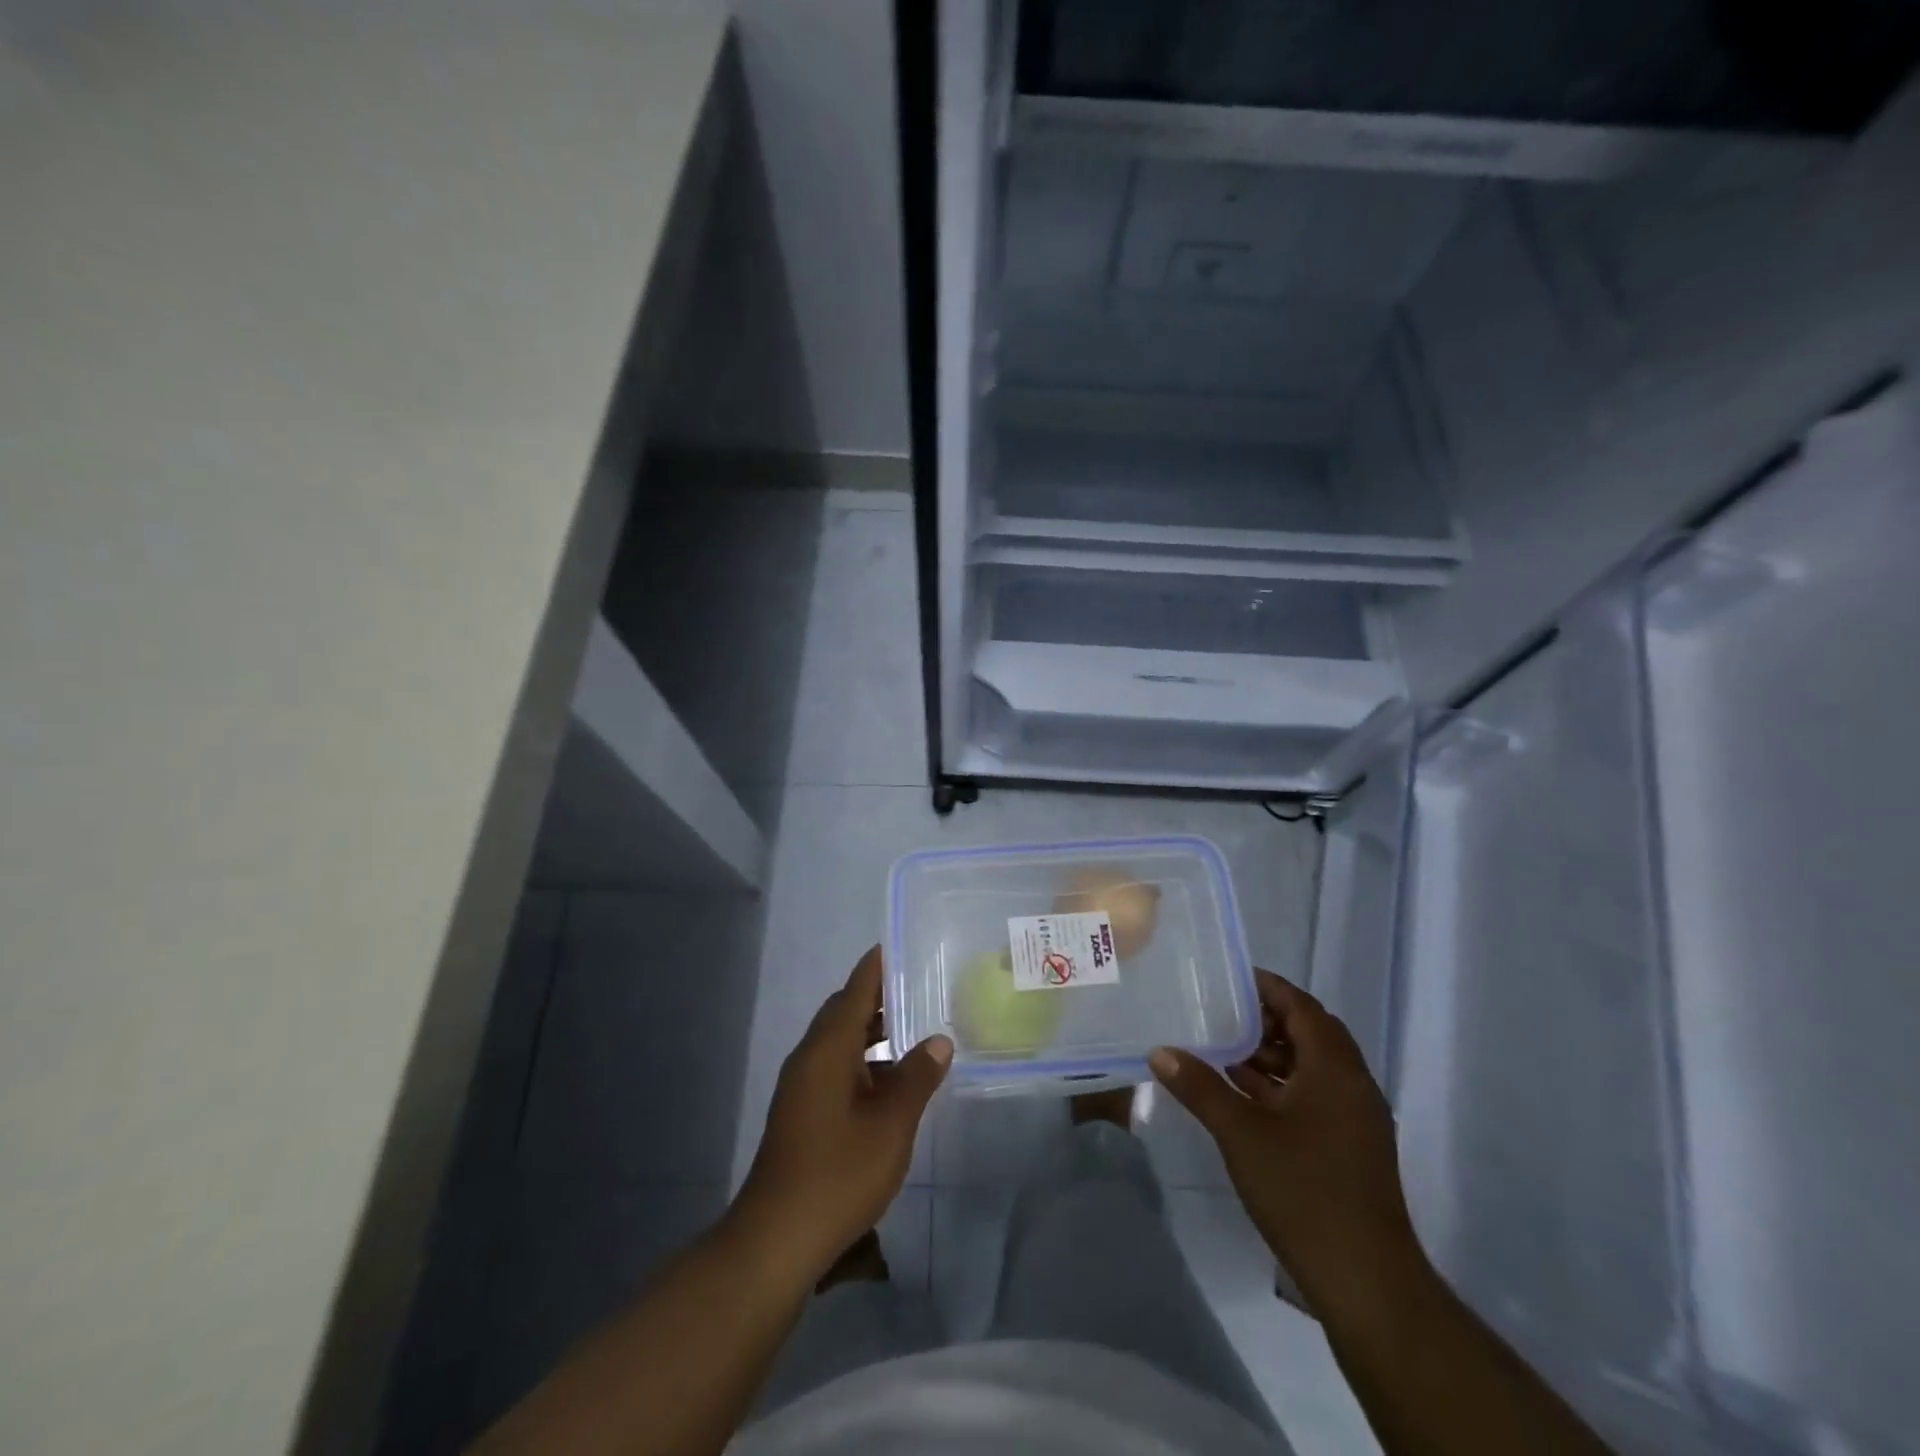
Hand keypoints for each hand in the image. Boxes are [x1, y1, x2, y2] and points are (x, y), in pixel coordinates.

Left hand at [737, 946, 951, 1275]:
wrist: (777, 1239)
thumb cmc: (838, 1173)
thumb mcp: (891, 1124)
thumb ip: (917, 1077)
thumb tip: (939, 1040)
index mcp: (827, 1049)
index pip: (854, 991)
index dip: (876, 967)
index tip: (898, 945)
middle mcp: (809, 1059)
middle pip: (844, 1013)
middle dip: (878, 999)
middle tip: (918, 988)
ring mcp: (802, 1088)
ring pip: (840, 1044)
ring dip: (872, 1034)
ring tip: (914, 1031)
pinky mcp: (802, 1113)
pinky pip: (835, 1068)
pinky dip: (864, 1063)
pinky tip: (892, 1083)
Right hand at [1150, 970, 1429, 1321]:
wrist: (1366, 1282)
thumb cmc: (1304, 1191)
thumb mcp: (1241, 1133)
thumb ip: (1199, 1087)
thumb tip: (1159, 1051)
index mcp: (1335, 1069)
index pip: (1302, 1007)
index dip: (1268, 987)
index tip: (1228, 978)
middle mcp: (1353, 1085)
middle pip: (1311, 1033)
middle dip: (1267, 1019)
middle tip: (1221, 1011)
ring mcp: (1356, 1119)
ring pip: (1314, 1067)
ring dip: (1273, 1055)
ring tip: (1223, 1050)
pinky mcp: (1351, 1147)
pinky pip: (1316, 1095)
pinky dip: (1282, 1086)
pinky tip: (1243, 1097)